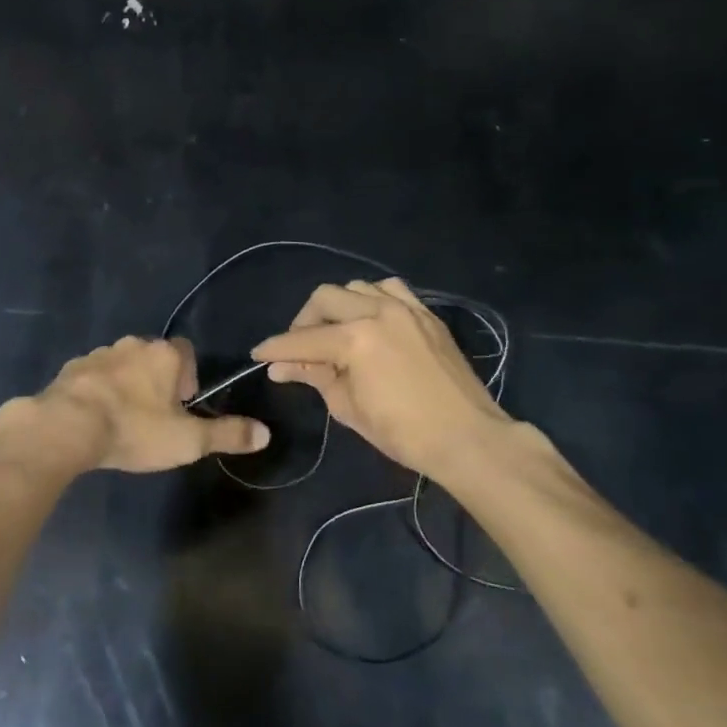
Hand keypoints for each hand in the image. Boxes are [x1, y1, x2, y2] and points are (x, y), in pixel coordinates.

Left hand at [29, 336, 269, 472]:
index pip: (186, 353)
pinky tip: (94, 419)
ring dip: (126, 385)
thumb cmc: (135, 429)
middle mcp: (134, 344)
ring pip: (122, 364)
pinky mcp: (72, 367)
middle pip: (153, 357)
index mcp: (165, 354)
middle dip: (156, 382)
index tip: (181, 407)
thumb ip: (226, 434)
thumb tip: (265, 433)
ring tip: (123, 420)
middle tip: (153, 417)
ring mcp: (100, 352)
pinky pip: (93, 375)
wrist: (68, 426)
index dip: (188, 378)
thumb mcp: (187, 440)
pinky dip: (97, 391)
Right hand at [252, 279, 506, 478]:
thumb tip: (281, 367)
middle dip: (304, 321)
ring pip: (356, 287)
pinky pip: (390, 289)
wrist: (468, 438)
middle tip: (301, 347)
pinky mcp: (425, 313)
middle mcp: (377, 312)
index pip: (302, 340)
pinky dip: (372, 299)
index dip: (276, 348)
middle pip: (324, 298)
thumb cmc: (403, 433)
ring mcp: (405, 308)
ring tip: (336, 332)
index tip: (259, 354)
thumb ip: (314, 377)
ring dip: (338, 306)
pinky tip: (371, 320)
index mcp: (355, 340)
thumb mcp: (348, 408)